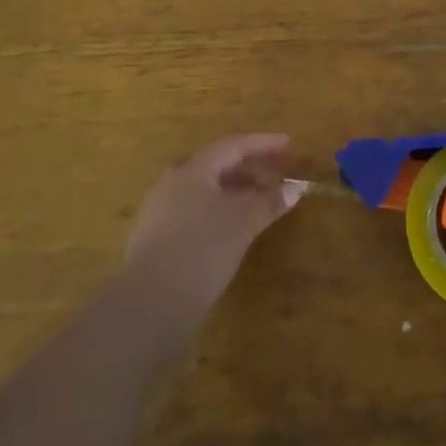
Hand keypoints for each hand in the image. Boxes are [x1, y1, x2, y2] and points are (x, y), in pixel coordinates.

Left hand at [124, 133, 298, 313]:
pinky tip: (233, 223)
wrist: (150, 301)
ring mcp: (161, 208)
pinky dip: (220, 206)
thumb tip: (295, 188)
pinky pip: (195, 207)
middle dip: (249, 166)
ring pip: (205, 187)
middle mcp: (174, 181)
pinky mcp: (156, 234)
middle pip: (217, 164)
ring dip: (236, 188)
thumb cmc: (202, 249)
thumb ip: (270, 202)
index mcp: (194, 170)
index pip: (234, 145)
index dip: (263, 143)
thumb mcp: (244, 223)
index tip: (288, 144)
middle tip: (276, 170)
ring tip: (260, 198)